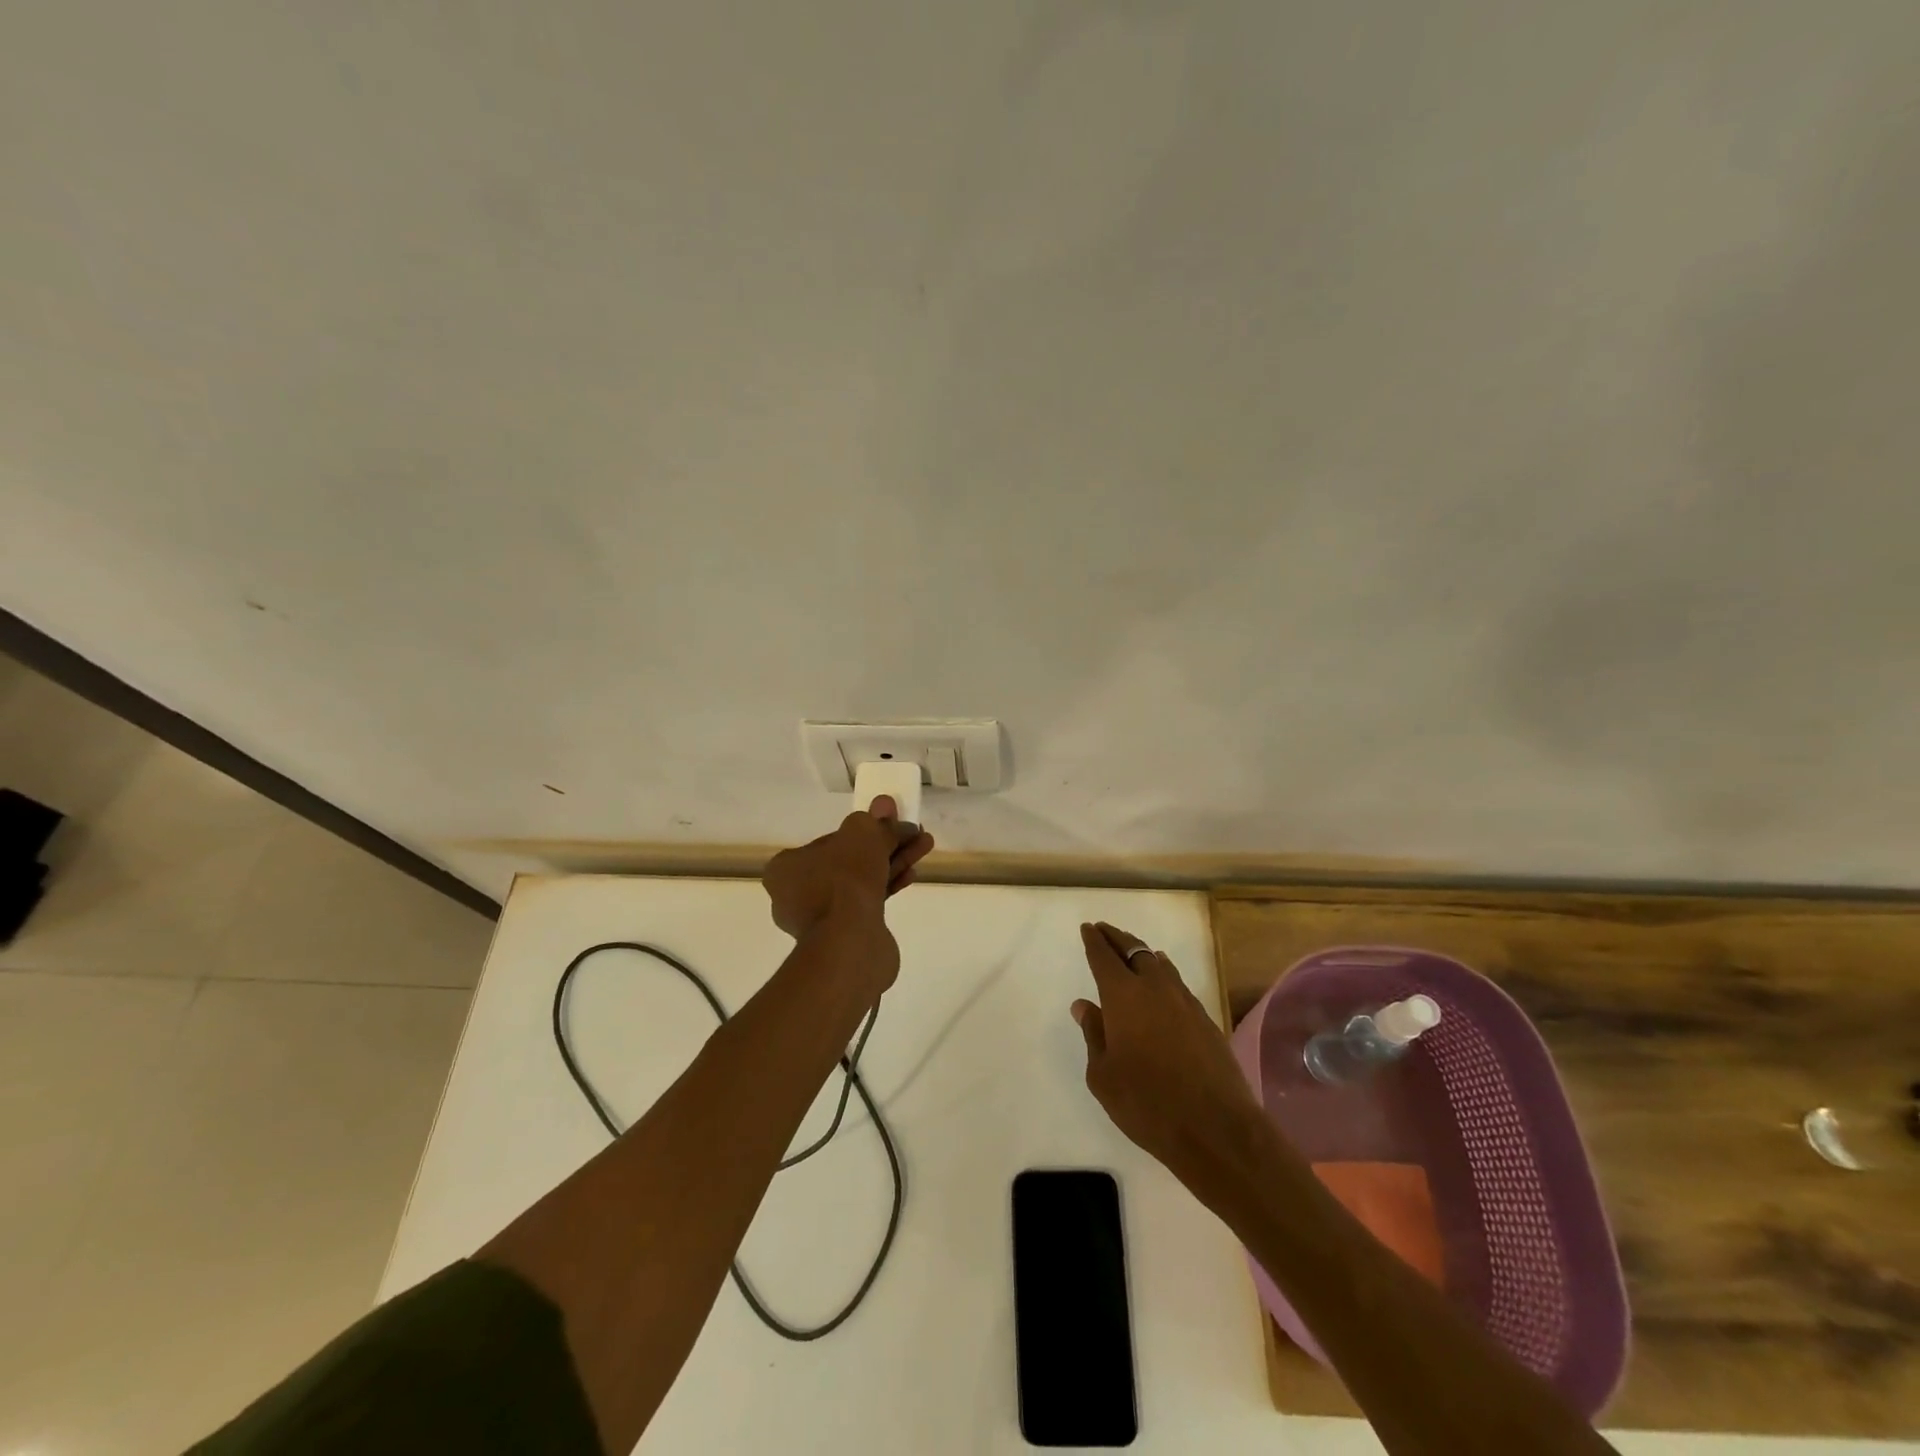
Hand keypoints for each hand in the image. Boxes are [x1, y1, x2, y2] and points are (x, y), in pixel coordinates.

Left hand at [761, 795, 934, 940]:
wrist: (850, 943)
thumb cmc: (844, 880)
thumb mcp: (862, 835)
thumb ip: (876, 822)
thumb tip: (886, 806)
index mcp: (787, 868)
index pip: (829, 841)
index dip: (862, 831)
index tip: (889, 825)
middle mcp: (796, 894)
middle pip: (848, 861)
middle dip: (884, 845)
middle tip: (912, 833)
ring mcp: (820, 919)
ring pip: (862, 882)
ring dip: (893, 862)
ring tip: (924, 847)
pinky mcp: (843, 937)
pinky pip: (868, 903)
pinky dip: (889, 886)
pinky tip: (912, 874)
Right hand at [1072, 922, 1265, 1192]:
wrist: (1215, 1127)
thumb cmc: (1146, 1103)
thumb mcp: (1103, 1076)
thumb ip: (1093, 1035)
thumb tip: (1084, 1006)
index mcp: (1122, 996)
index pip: (1103, 957)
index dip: (1093, 941)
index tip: (1087, 928)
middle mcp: (1154, 988)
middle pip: (1133, 950)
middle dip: (1116, 937)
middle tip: (1104, 930)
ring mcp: (1184, 1001)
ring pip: (1159, 963)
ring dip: (1141, 952)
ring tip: (1132, 950)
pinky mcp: (1205, 1018)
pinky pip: (1177, 982)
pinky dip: (1163, 972)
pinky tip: (1162, 978)